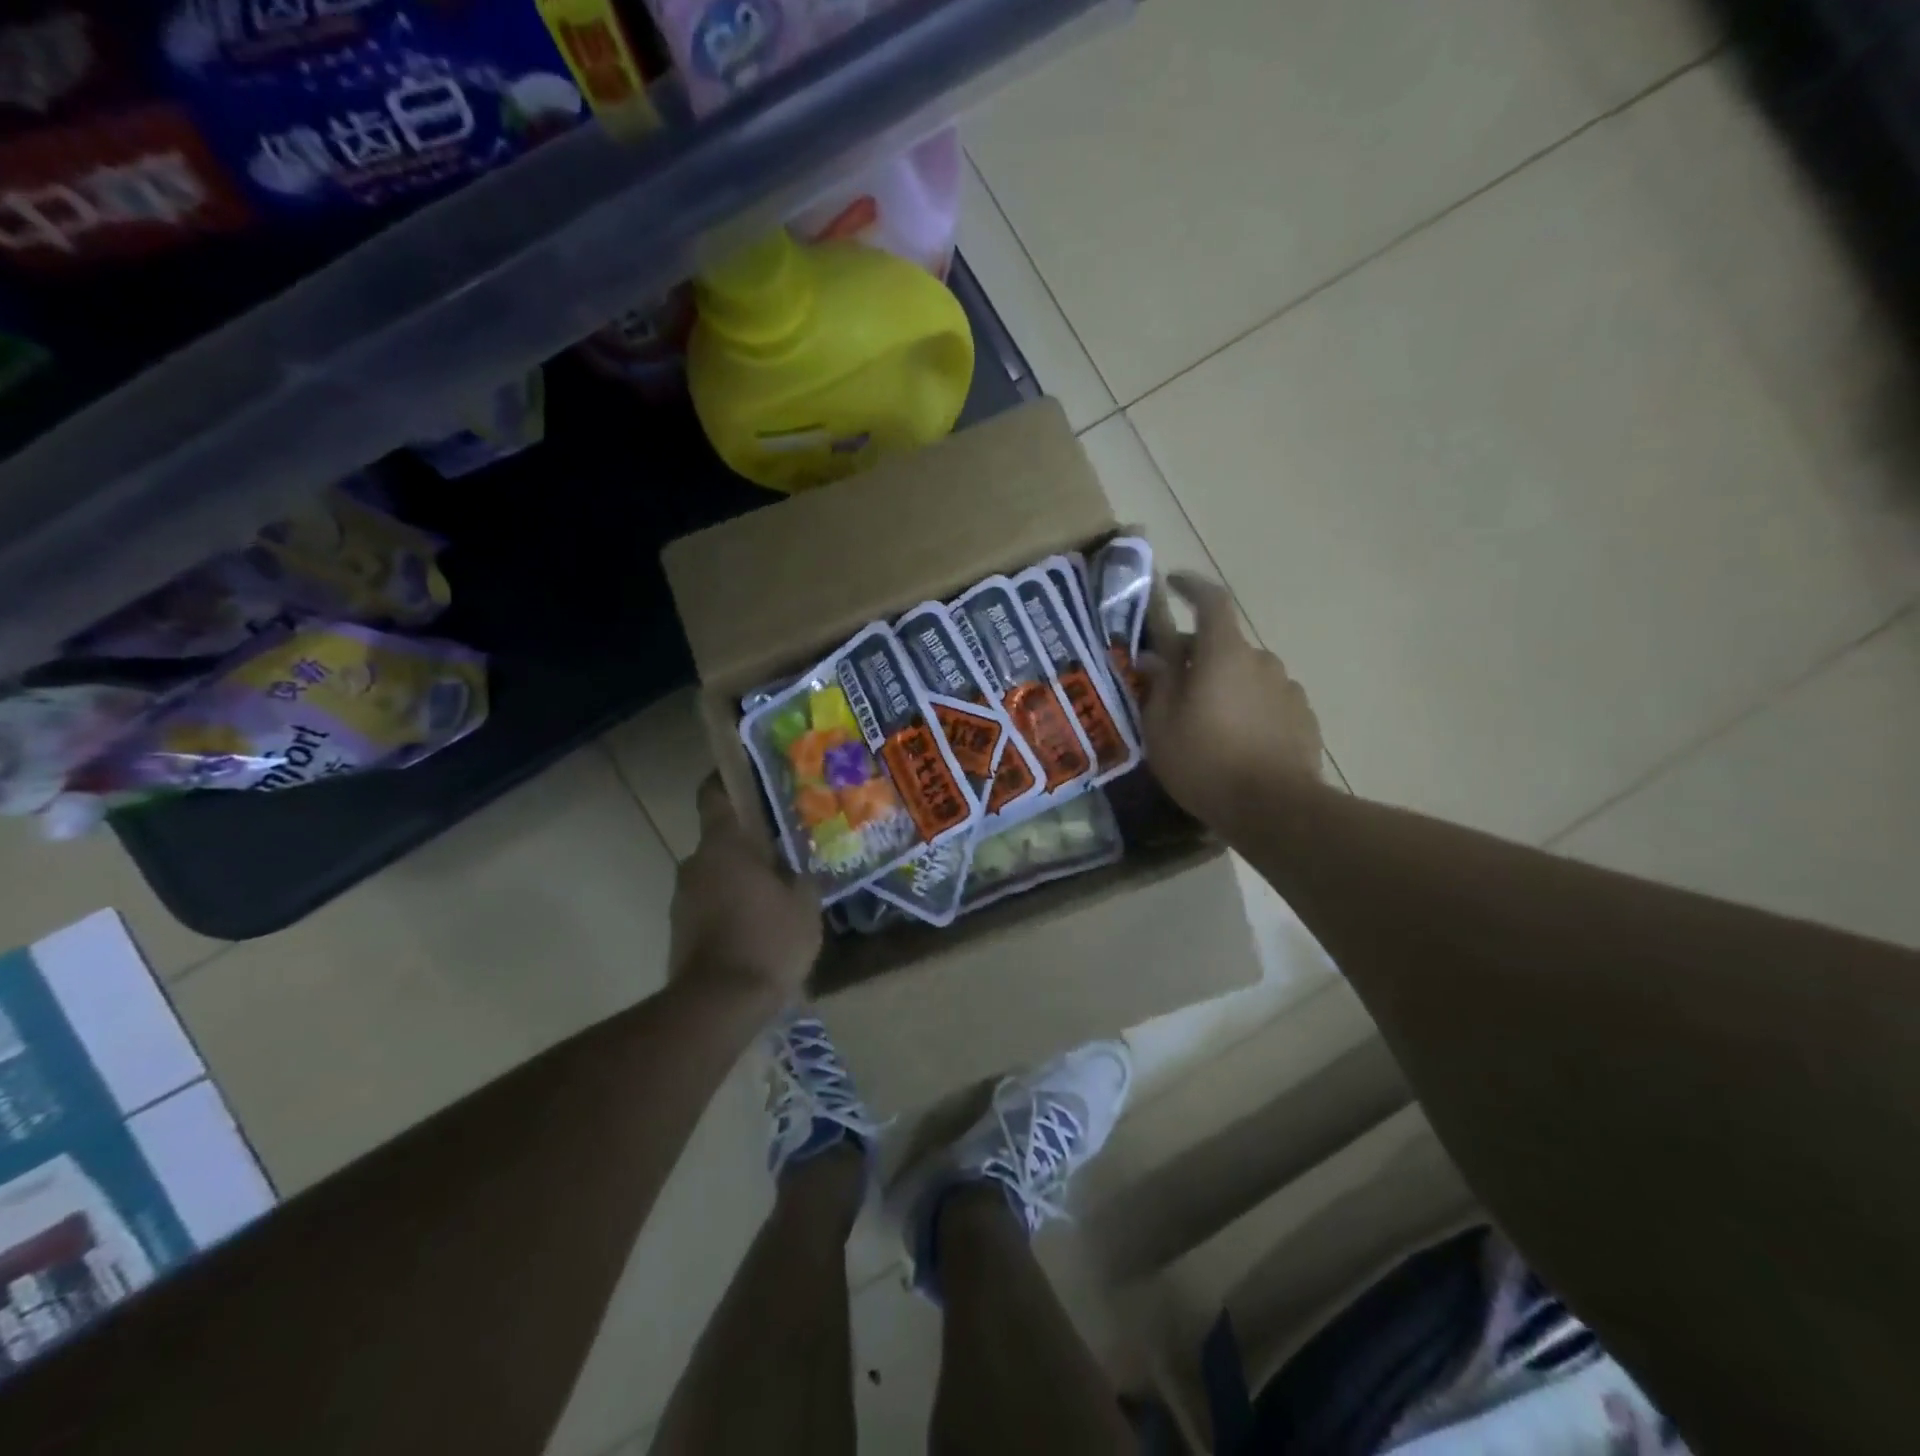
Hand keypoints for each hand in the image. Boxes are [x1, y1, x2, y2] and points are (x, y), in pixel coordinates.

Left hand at [669, 775, 821, 1012]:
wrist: (718, 1005)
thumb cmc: (768, 940)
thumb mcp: (805, 905)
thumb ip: (802, 877)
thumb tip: (799, 867)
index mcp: (725, 845)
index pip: (714, 795)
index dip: (727, 781)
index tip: (748, 779)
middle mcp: (695, 863)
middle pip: (720, 839)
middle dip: (748, 842)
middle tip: (784, 848)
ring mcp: (682, 898)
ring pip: (715, 873)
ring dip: (739, 877)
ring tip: (775, 892)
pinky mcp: (679, 930)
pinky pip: (709, 903)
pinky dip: (730, 905)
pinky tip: (758, 925)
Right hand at [1139, 573, 1324, 830]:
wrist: (1274, 809)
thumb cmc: (1205, 763)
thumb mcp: (1161, 726)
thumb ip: (1159, 684)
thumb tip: (1155, 657)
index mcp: (1224, 654)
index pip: (1211, 601)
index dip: (1191, 587)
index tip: (1173, 583)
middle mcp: (1261, 660)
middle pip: (1224, 644)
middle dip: (1197, 655)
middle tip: (1172, 685)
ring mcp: (1288, 689)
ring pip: (1247, 674)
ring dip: (1225, 684)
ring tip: (1205, 721)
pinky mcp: (1303, 718)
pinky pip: (1267, 700)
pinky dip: (1248, 707)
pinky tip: (1236, 741)